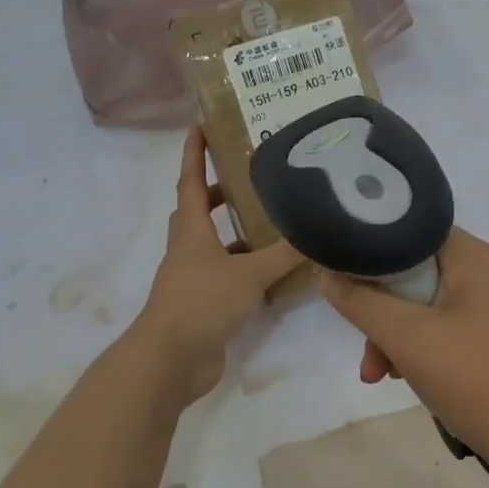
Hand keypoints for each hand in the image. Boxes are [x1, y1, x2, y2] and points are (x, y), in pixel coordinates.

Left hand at [135, 129, 304, 407]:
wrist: (170, 360)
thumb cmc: (202, 303)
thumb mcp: (249, 274)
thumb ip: (283, 255)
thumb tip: (318, 236)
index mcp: (192, 232)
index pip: (190, 182)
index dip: (194, 154)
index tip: (198, 127)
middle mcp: (187, 251)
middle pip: (196, 212)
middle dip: (217, 193)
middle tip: (247, 180)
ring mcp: (190, 280)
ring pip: (210, 246)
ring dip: (232, 233)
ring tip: (268, 225)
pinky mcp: (200, 306)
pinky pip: (223, 277)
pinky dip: (242, 269)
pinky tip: (269, 274)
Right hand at [319, 228, 488, 476]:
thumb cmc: (475, 378)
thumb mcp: (407, 338)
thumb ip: (361, 302)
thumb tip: (328, 274)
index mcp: (472, 255)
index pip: (410, 230)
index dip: (372, 251)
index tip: (345, 282)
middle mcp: (488, 270)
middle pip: (416, 273)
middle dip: (382, 311)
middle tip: (366, 353)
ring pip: (429, 305)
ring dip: (399, 336)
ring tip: (380, 377)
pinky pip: (450, 328)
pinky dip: (425, 348)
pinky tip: (410, 380)